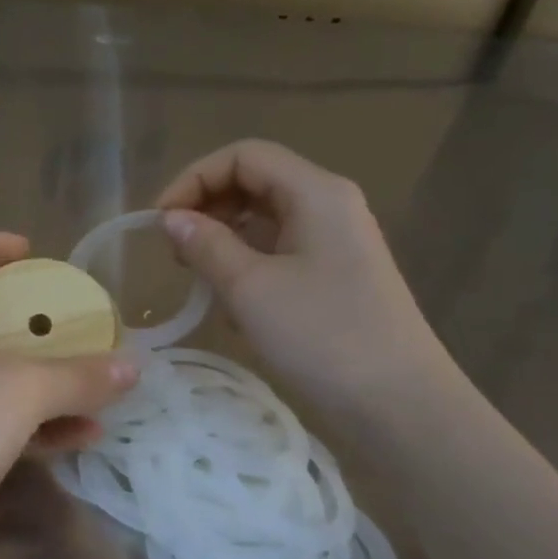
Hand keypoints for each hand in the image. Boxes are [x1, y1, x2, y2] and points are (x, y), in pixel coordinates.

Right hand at [155, 140, 451, 425]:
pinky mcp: (335, 275)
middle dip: (207, 208)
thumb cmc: (321, 336)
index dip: (193, 178)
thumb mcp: (250, 288)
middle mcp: (329, 205)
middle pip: (255, 183)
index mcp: (315, 192)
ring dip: (224, 240)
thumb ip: (205, 244)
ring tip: (199, 280)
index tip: (159, 222)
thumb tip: (171, 218)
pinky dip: (248, 266)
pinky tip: (232, 305)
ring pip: (265, 220)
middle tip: (175, 253)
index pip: (243, 156)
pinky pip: (280, 252)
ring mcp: (336, 241)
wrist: (397, 402)